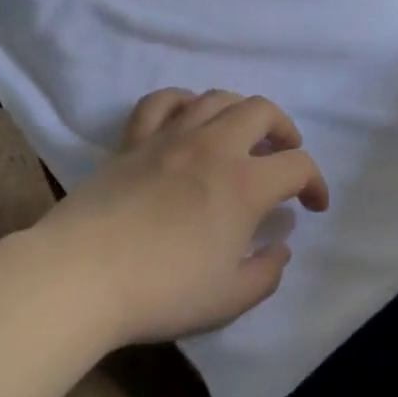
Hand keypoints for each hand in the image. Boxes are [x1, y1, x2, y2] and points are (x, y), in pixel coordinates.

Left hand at [41, 89, 329, 346]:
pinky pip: (162, 102)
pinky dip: (184, 102)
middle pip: (262, 111)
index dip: (316, 183)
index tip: (313, 206)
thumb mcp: (230, 299)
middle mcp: (214, 146)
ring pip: (217, 97)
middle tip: (283, 155)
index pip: (298, 165)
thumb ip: (267, 272)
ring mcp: (171, 137)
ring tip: (241, 135)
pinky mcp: (134, 140)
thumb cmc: (162, 291)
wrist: (82, 275)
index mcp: (245, 183)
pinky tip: (188, 118)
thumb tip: (281, 246)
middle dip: (284, 129)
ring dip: (241, 110)